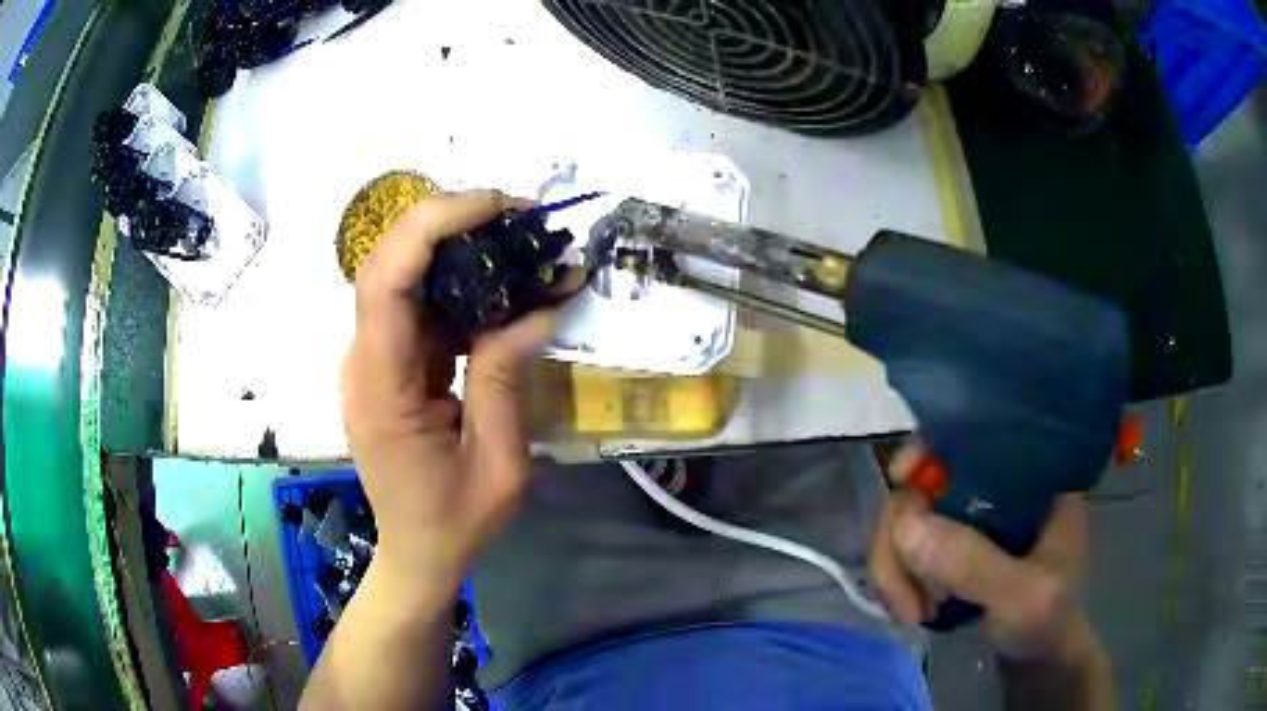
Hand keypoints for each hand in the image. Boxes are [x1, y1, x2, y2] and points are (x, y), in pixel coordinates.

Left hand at [339, 190, 560, 586]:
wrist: (417, 552)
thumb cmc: (455, 521)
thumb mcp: (498, 462)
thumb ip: (504, 379)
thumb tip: (535, 309)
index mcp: (380, 387)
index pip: (385, 280)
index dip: (433, 225)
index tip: (497, 207)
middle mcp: (365, 360)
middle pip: (390, 262)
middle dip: (451, 222)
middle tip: (521, 217)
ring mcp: (374, 359)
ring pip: (406, 276)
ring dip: (461, 248)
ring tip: (522, 243)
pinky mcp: (391, 363)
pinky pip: (421, 307)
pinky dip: (462, 285)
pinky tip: (504, 284)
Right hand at [869, 446, 1098, 663]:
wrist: (1040, 658)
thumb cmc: (1048, 622)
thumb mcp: (1024, 598)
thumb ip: (975, 565)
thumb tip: (906, 527)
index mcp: (1030, 478)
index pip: (972, 437)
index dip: (928, 449)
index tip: (902, 482)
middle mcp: (996, 488)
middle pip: (925, 483)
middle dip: (901, 540)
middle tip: (904, 599)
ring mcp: (972, 518)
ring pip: (908, 518)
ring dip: (895, 566)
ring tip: (912, 612)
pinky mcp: (955, 546)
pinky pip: (907, 546)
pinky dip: (898, 577)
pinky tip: (912, 606)